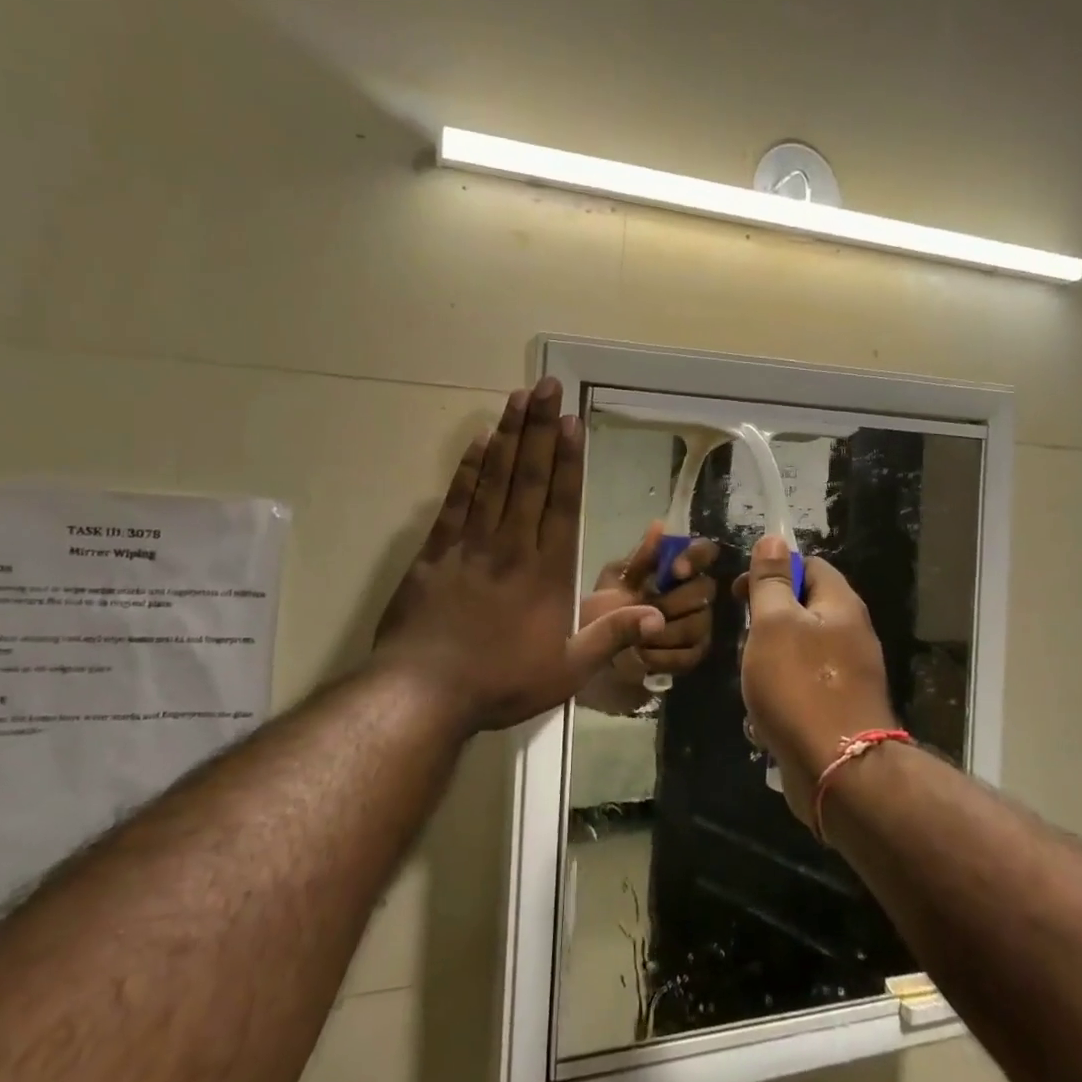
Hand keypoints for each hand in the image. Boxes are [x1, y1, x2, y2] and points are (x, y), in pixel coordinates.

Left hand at [375, 378, 662, 733]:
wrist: (423, 695)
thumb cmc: (501, 683)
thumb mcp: (567, 670)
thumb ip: (611, 637)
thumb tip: (658, 615)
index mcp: (546, 571)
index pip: (561, 503)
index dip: (568, 460)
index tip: (571, 421)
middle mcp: (511, 546)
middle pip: (528, 477)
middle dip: (540, 429)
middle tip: (546, 386)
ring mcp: (470, 545)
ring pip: (493, 479)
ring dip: (507, 436)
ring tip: (518, 398)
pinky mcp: (435, 552)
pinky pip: (455, 501)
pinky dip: (467, 470)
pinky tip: (476, 442)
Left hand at [578, 525, 719, 706]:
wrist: (589, 652)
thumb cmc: (602, 610)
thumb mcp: (615, 582)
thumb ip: (640, 559)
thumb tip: (659, 526)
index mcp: (675, 570)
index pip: (704, 551)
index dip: (696, 558)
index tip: (675, 571)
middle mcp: (693, 594)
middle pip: (705, 590)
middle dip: (672, 602)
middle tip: (645, 610)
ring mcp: (697, 625)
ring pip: (698, 624)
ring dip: (664, 632)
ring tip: (636, 638)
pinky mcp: (692, 654)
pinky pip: (691, 654)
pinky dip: (663, 656)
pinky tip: (642, 656)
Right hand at [735, 536, 896, 825]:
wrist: (837, 769)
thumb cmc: (799, 686)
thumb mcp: (774, 623)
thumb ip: (772, 582)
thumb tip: (775, 538)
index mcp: (841, 605)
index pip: (809, 565)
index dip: (773, 571)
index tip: (741, 594)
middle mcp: (852, 634)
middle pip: (803, 609)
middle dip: (766, 622)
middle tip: (745, 642)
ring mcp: (848, 674)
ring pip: (799, 651)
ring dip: (768, 662)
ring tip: (752, 682)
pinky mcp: (840, 708)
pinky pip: (803, 687)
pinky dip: (781, 694)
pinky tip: (764, 715)